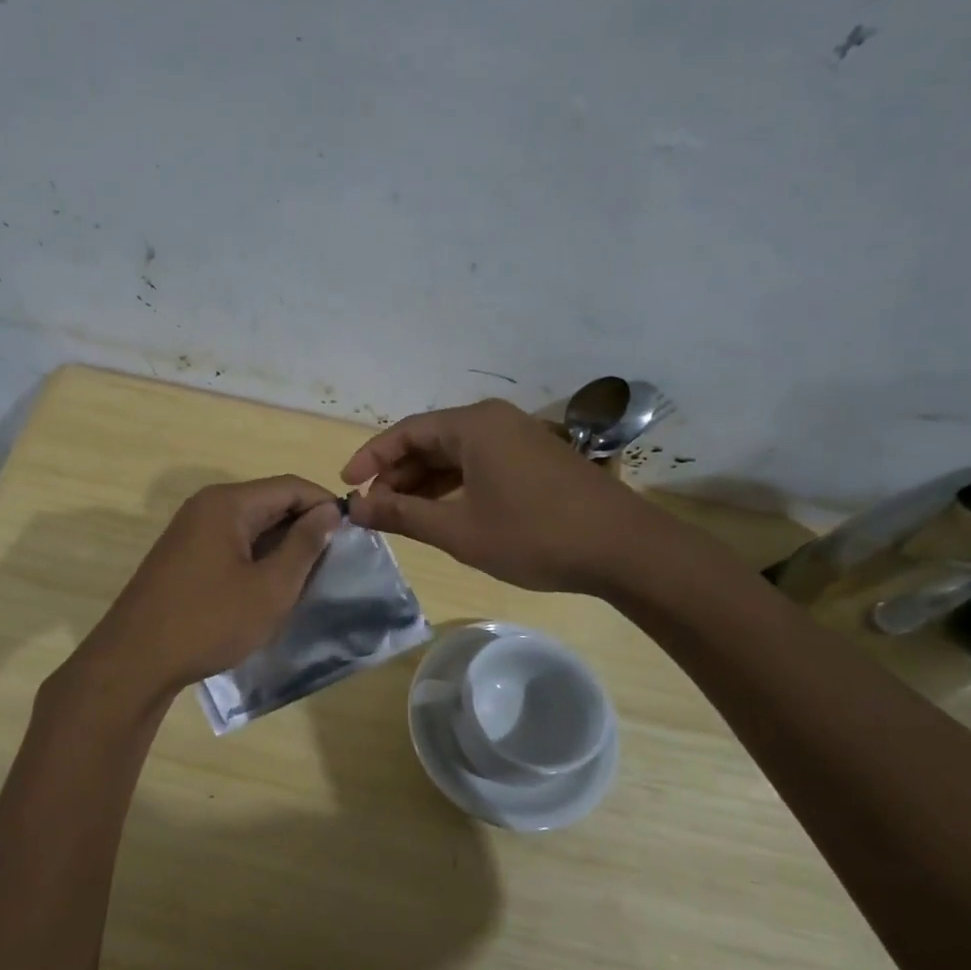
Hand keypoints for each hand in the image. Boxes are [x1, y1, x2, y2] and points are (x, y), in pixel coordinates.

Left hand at [64, 476, 341, 709]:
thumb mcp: (270, 588)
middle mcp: (206, 506)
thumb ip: (304, 545)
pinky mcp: (182, 556)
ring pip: (250, 525)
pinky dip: (256, 558)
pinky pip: (231, 543)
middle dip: (304, 527)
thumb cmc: (209, 622)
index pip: (290, 486)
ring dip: (281, 545)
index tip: (352, 535)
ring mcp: (190, 531)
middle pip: (269, 502)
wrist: (135, 661)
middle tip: (333, 561)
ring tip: (307, 577)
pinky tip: (269, 587)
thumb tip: (329, 511)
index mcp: (228, 503)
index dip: (325, 505)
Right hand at [341, 399, 670, 593]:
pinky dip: (454, 484)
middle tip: (374, 508)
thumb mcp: (459, 531)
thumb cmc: (534, 536)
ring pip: (455, 453)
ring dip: (424, 481)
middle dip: (397, 473)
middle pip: (430, 439)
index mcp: (473, 425)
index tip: (347, 486)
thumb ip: (404, 515)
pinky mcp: (535, 457)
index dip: (371, 458)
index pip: (405, 432)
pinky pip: (479, 462)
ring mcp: (518, 437)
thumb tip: (358, 508)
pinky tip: (442, 510)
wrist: (623, 549)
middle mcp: (494, 420)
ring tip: (401, 514)